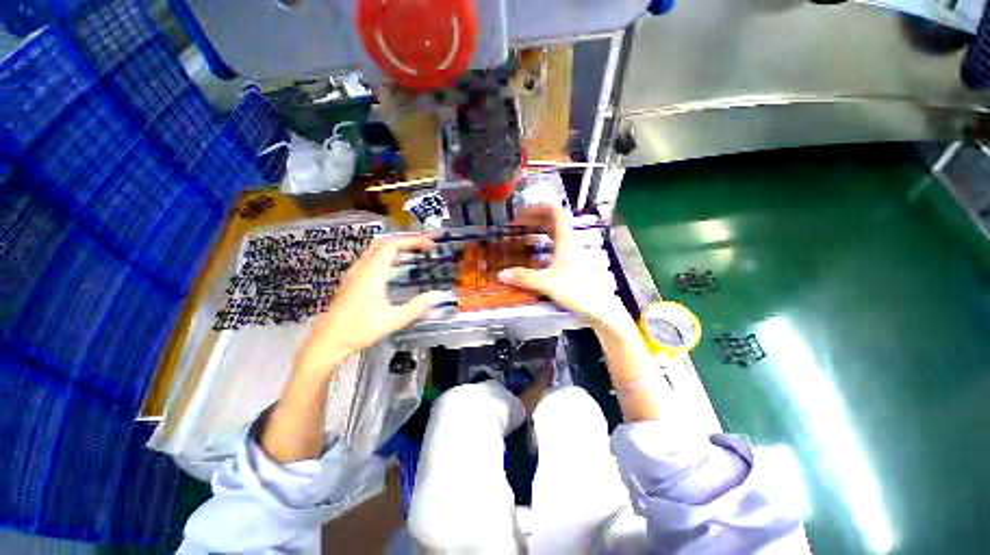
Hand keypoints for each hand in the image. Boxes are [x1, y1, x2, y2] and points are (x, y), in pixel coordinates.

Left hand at [294, 234, 439, 378]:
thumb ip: (416, 307)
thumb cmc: (359, 330)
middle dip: (405, 241)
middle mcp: (362, 268)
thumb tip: (436, 296)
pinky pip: (370, 260)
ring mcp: (354, 274)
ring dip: (395, 248)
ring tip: (413, 254)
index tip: (429, 243)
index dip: (412, 241)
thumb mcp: (393, 320)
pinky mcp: (351, 282)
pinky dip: (386, 257)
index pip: (393, 246)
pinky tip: (393, 269)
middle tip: (423, 246)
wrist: (327, 342)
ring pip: (375, 251)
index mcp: (372, 273)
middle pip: (384, 244)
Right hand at [497, 205, 625, 326]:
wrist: (600, 307)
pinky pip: (557, 245)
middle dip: (535, 218)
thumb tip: (501, 274)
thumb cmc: (577, 290)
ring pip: (556, 233)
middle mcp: (571, 242)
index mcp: (566, 240)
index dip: (539, 207)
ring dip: (540, 230)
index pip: (556, 212)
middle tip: (518, 225)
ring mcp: (574, 251)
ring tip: (524, 235)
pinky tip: (536, 253)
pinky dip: (545, 243)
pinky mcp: (574, 262)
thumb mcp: (547, 283)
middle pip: (554, 221)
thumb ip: (524, 278)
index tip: (522, 212)